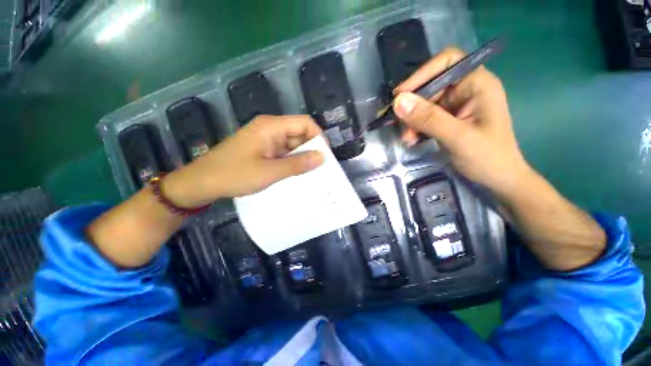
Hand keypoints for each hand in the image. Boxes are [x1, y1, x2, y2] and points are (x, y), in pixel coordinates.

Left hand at [162, 115, 323, 207]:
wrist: (202, 182)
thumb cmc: (234, 174)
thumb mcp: (270, 171)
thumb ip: (297, 164)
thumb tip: (322, 157)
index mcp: (271, 126)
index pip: (304, 123)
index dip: (318, 137)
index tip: (325, 156)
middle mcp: (270, 129)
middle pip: (299, 133)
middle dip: (311, 149)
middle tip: (321, 169)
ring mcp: (266, 140)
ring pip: (293, 144)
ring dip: (302, 157)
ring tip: (312, 174)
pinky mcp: (263, 150)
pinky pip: (284, 152)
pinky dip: (292, 161)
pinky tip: (297, 174)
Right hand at [392, 48, 531, 197]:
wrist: (498, 178)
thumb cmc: (488, 157)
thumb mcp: (458, 137)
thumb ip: (429, 119)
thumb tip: (398, 102)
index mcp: (478, 83)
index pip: (447, 61)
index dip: (422, 73)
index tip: (401, 95)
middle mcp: (466, 89)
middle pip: (431, 85)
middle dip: (413, 106)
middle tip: (399, 125)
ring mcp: (456, 105)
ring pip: (425, 103)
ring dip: (412, 120)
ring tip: (406, 138)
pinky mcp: (448, 119)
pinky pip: (425, 117)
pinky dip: (415, 127)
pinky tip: (411, 139)